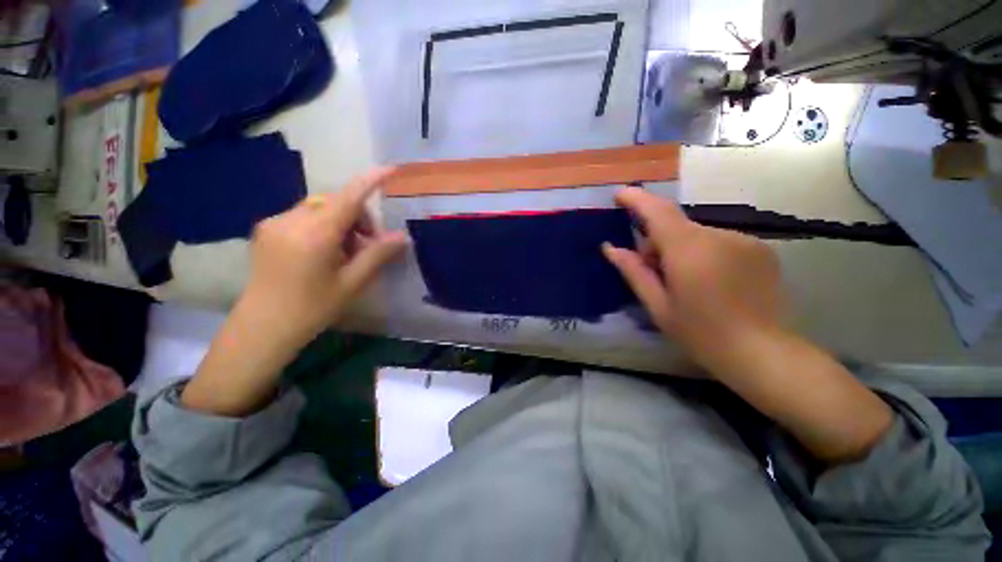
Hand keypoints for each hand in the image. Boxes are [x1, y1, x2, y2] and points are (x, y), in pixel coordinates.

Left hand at [181, 168, 406, 416]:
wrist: (263, 327)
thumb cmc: (313, 308)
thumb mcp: (352, 282)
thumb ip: (378, 254)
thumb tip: (402, 237)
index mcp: (315, 234)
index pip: (349, 197)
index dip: (371, 180)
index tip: (391, 169)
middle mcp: (292, 220)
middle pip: (335, 202)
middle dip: (357, 218)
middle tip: (365, 246)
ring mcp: (274, 223)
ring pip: (319, 208)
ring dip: (340, 223)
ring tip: (343, 252)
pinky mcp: (266, 229)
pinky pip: (303, 216)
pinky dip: (322, 226)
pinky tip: (322, 252)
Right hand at [603, 187, 783, 371]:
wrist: (764, 354)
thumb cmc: (701, 333)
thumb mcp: (658, 306)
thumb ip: (634, 272)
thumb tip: (610, 248)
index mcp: (688, 251)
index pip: (658, 212)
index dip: (637, 199)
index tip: (620, 194)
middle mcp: (718, 236)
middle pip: (676, 226)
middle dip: (658, 243)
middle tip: (653, 272)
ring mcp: (744, 240)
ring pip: (697, 235)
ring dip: (682, 250)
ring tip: (686, 282)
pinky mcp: (761, 249)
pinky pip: (720, 241)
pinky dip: (705, 253)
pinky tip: (713, 282)